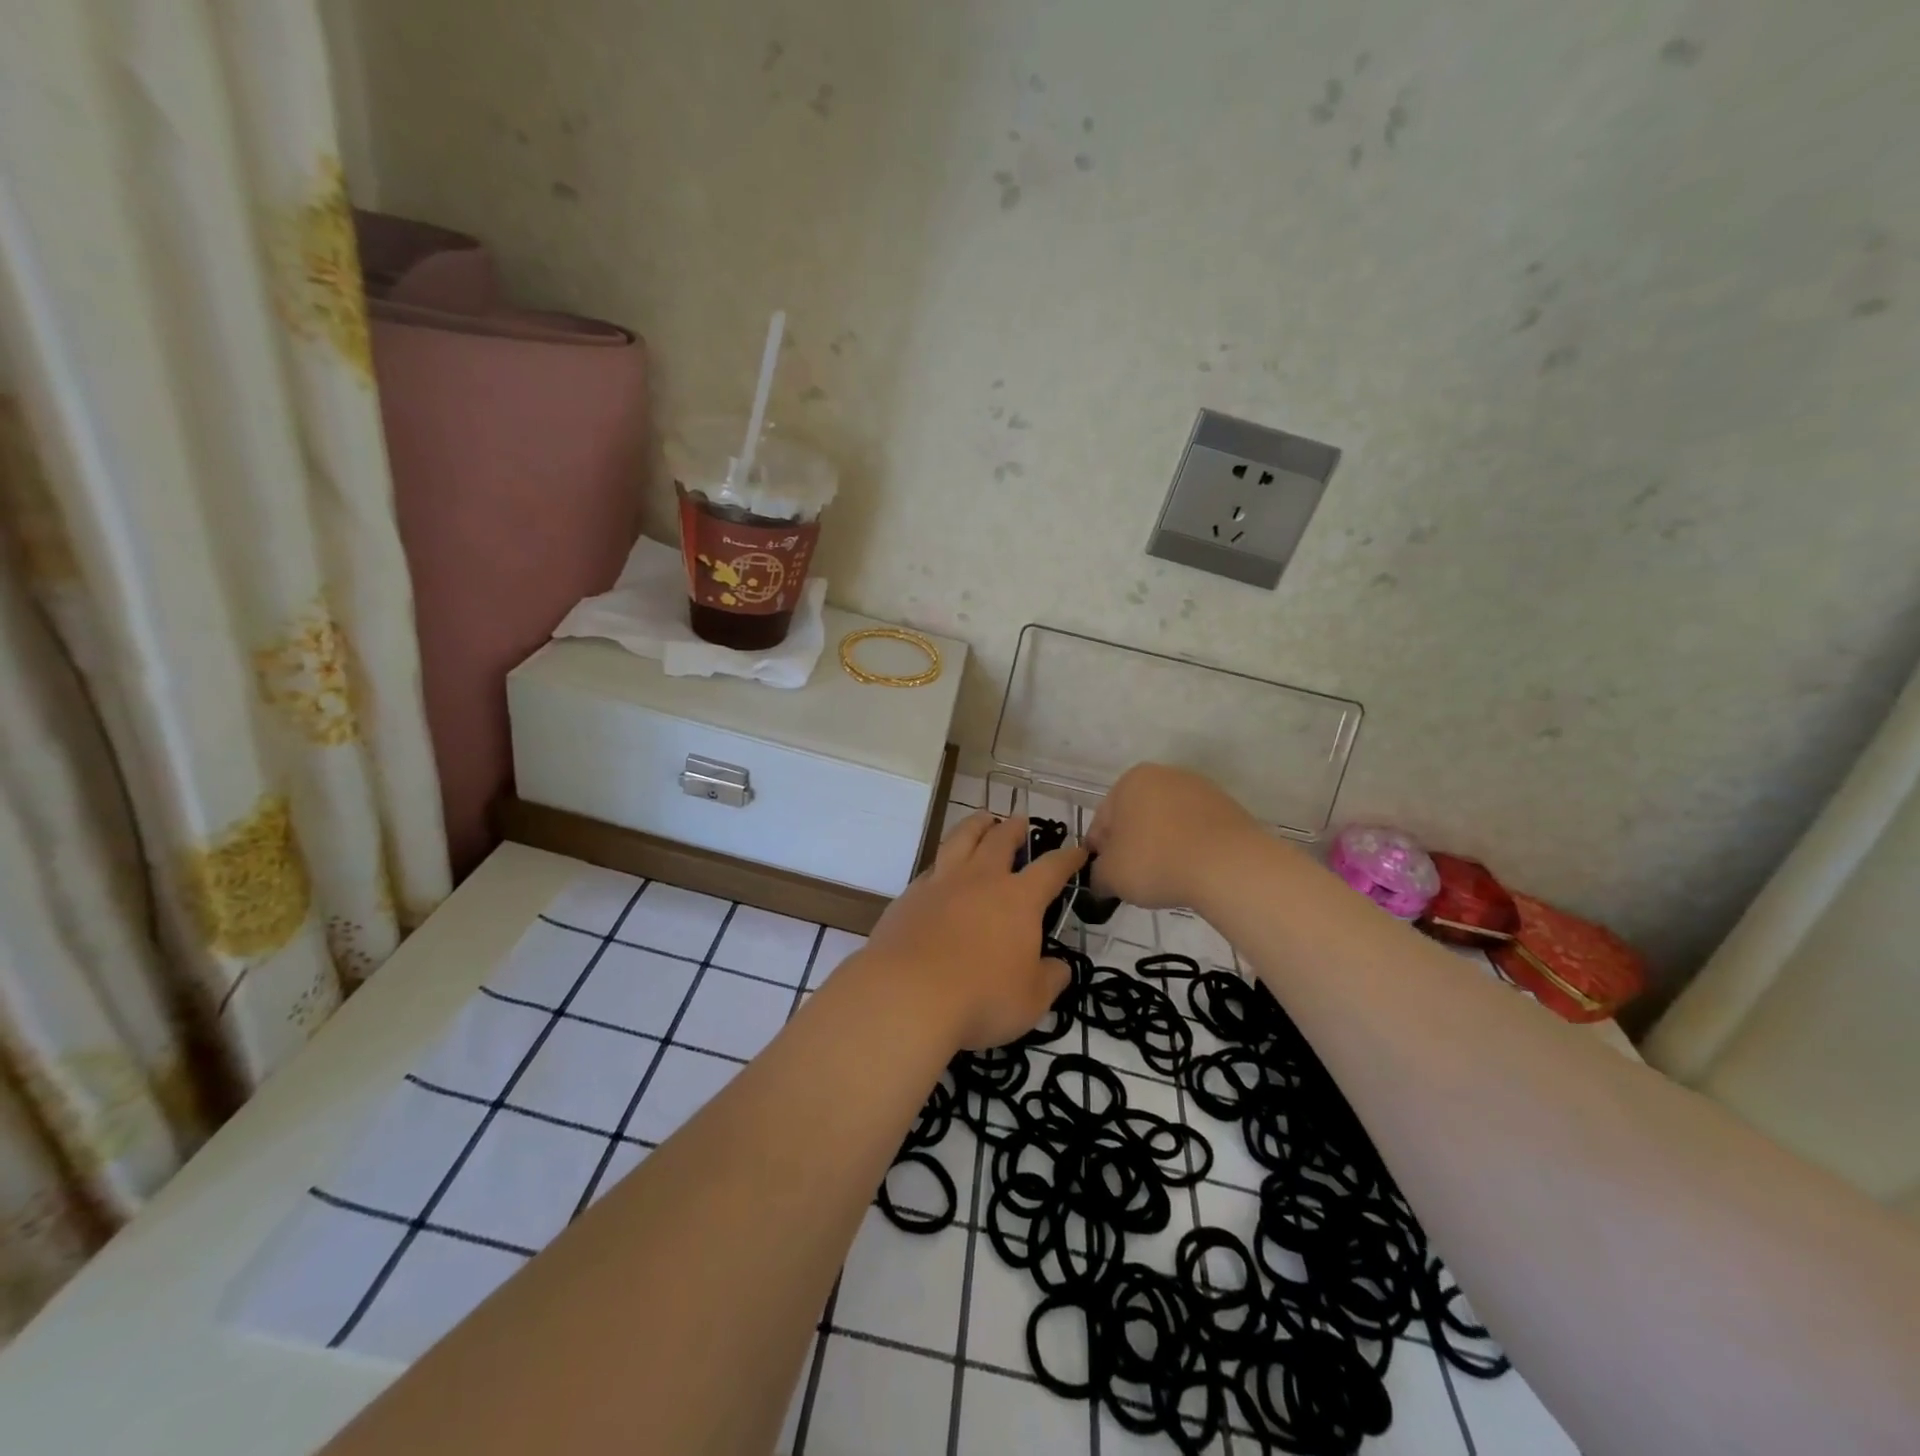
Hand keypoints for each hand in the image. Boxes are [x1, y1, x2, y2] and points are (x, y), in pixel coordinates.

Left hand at [858, 812, 1086, 1050]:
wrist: (907, 994)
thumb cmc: (981, 998)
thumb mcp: (1031, 1000)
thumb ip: (1050, 978)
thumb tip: (1059, 967)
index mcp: (1019, 899)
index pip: (1051, 869)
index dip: (1068, 858)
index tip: (1078, 851)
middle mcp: (981, 880)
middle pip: (1000, 840)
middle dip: (1014, 828)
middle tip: (1020, 821)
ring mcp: (942, 883)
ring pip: (961, 839)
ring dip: (976, 825)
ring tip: (982, 819)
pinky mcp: (910, 896)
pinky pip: (932, 866)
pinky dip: (944, 860)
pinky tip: (942, 868)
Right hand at [1085, 763, 1264, 910]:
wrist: (1229, 866)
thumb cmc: (1156, 861)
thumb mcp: (1110, 876)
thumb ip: (1097, 875)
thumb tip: (1102, 879)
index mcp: (1130, 781)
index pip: (1103, 821)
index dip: (1100, 853)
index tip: (1106, 878)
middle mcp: (1164, 775)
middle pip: (1136, 817)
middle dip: (1132, 846)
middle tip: (1134, 880)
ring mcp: (1200, 789)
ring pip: (1167, 823)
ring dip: (1161, 846)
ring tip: (1166, 878)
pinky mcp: (1228, 808)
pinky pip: (1196, 831)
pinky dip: (1189, 848)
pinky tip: (1191, 871)